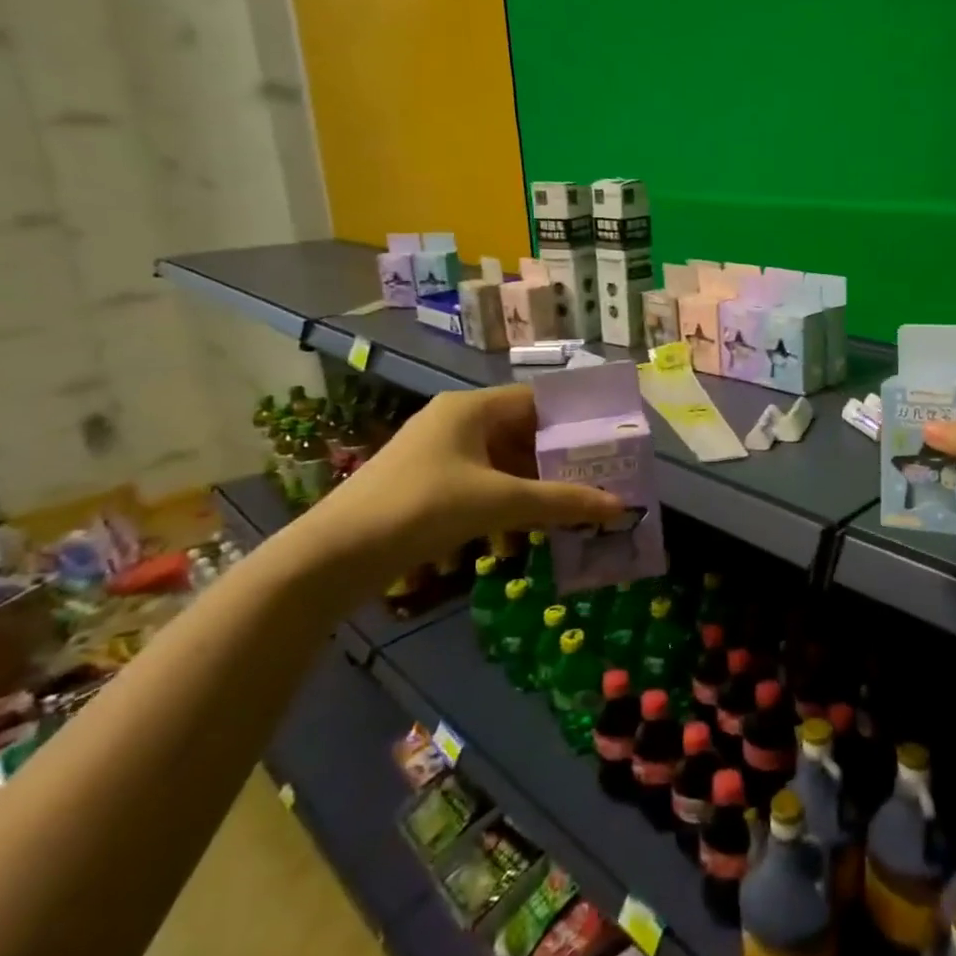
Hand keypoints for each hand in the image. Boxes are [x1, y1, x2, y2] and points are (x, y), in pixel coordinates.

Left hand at [298, 386, 622, 583]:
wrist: (335, 555)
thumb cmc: (421, 507)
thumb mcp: (498, 502)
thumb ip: (562, 502)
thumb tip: (621, 506)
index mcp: (471, 408)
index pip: (538, 400)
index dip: (575, 419)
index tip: (608, 443)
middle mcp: (457, 422)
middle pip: (523, 433)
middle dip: (559, 460)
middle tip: (598, 481)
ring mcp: (440, 454)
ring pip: (504, 463)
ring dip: (535, 487)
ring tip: (570, 511)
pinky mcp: (428, 485)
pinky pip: (483, 484)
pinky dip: (507, 504)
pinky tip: (522, 534)